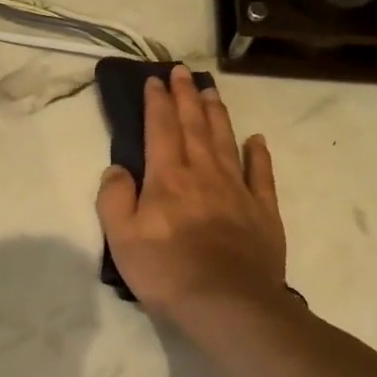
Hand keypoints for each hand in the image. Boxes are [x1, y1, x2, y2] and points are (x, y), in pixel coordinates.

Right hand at [95, 65, 287, 322]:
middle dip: (187, 96)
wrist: (228, 304)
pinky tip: (256, 139)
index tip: (155, 79)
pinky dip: (258, 154)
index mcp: (167, 178)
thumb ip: (114, 198)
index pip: (161, 129)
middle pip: (194, 126)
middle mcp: (203, 173)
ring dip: (217, 113)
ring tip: (212, 91)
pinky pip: (261, 174)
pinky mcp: (263, 211)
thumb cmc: (167, 272)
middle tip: (183, 72)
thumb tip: (117, 169)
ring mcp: (237, 190)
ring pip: (226, 141)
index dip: (158, 102)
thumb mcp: (121, 238)